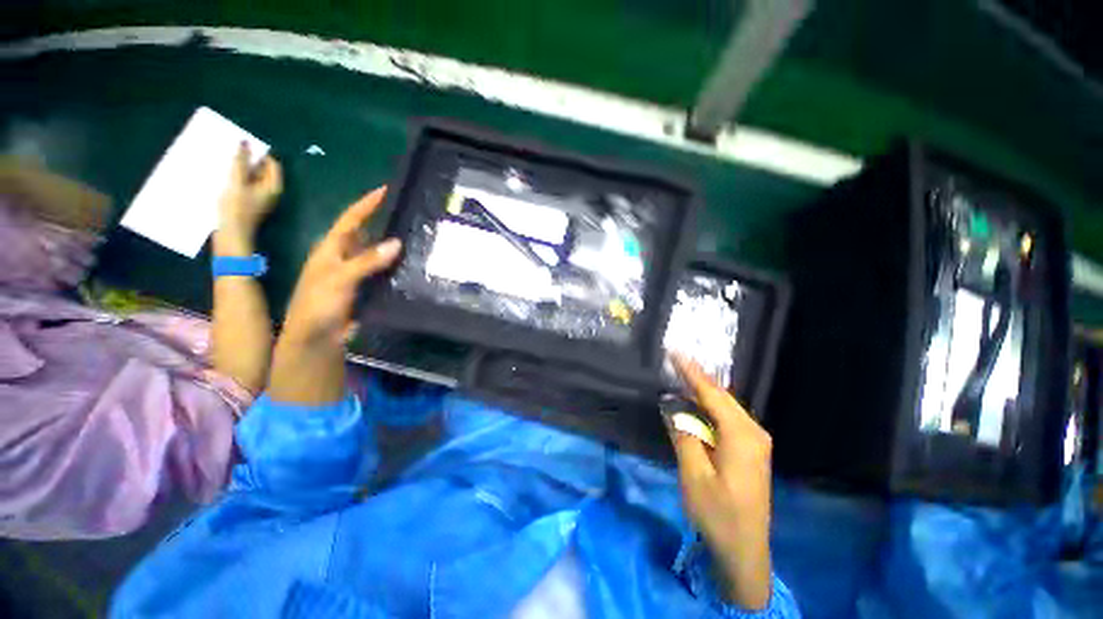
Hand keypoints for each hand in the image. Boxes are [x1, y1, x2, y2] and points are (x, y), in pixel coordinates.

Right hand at [215, 143, 281, 255]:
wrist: (231, 236)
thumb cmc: (236, 209)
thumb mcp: (237, 182)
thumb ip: (241, 162)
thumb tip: (245, 142)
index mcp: (273, 187)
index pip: (272, 164)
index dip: (259, 153)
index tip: (242, 145)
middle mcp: (270, 192)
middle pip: (262, 170)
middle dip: (248, 159)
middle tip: (230, 149)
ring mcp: (259, 198)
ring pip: (251, 177)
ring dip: (239, 168)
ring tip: (223, 159)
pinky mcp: (248, 203)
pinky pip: (244, 185)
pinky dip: (235, 178)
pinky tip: (220, 174)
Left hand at [281, 187, 399, 346]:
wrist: (316, 336)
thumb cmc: (319, 304)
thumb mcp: (339, 278)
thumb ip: (366, 261)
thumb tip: (397, 242)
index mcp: (331, 248)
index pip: (351, 219)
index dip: (367, 203)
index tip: (385, 189)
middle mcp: (344, 256)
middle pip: (366, 233)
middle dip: (383, 220)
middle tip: (408, 212)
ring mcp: (355, 272)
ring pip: (377, 252)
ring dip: (393, 244)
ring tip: (416, 235)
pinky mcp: (365, 287)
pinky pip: (383, 270)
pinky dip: (396, 265)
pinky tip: (411, 264)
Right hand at [670, 355, 772, 609]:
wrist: (745, 551)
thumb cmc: (718, 514)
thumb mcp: (694, 474)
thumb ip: (683, 434)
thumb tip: (671, 404)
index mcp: (741, 435)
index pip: (712, 393)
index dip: (691, 371)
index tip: (675, 352)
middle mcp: (753, 432)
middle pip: (722, 397)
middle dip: (697, 378)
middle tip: (675, 361)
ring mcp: (755, 441)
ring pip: (725, 407)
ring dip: (703, 392)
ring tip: (681, 376)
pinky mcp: (751, 450)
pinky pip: (728, 419)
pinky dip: (710, 407)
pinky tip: (697, 404)